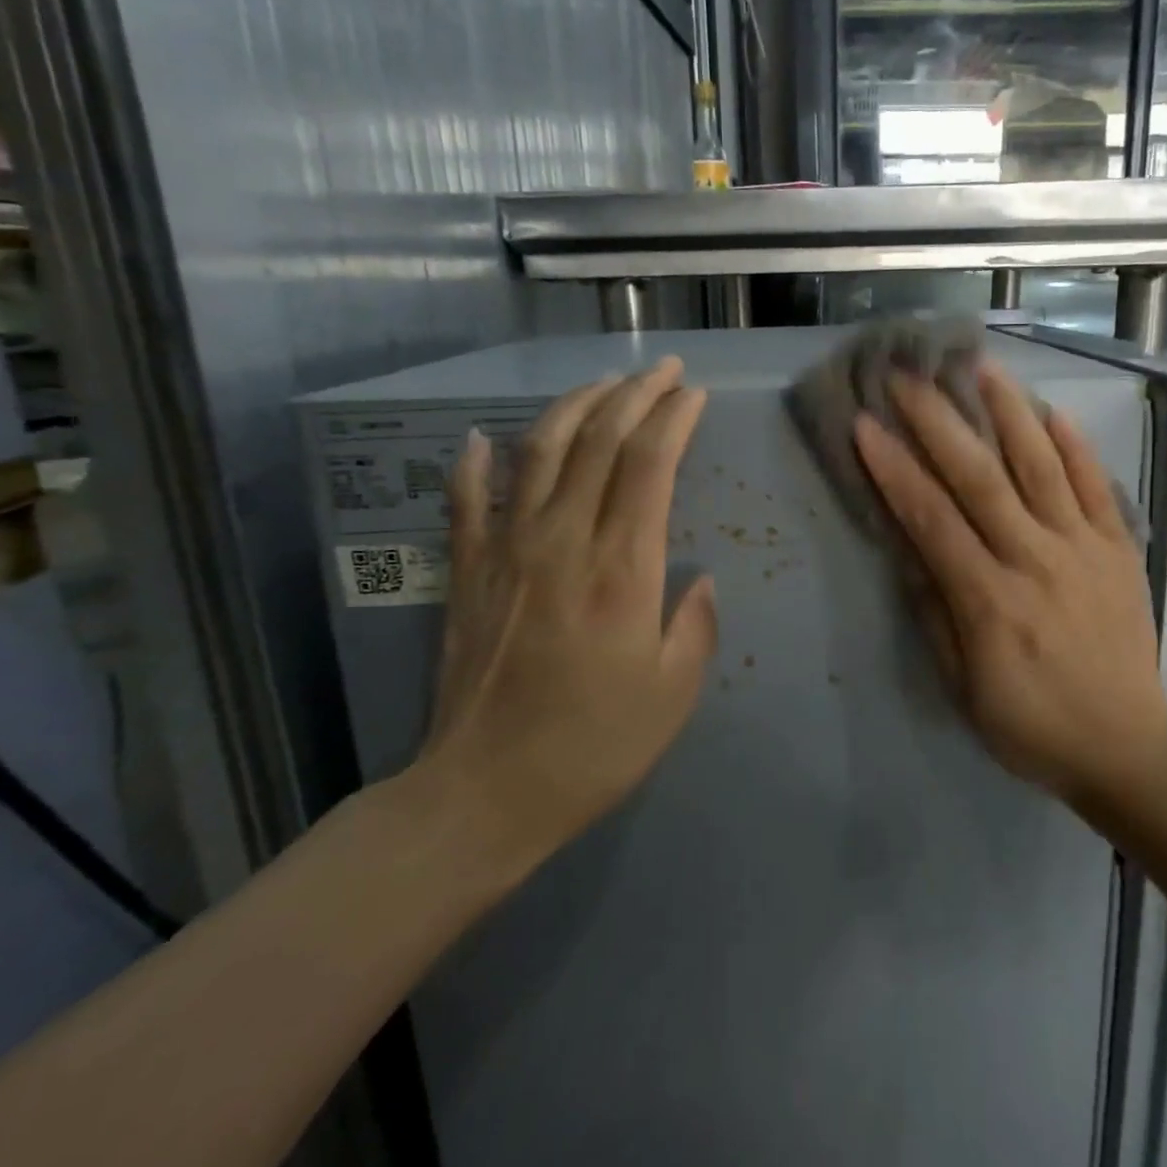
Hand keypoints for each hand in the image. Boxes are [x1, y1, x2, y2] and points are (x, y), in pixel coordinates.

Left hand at [412, 357, 716, 887]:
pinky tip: (484, 437)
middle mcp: (563, 542)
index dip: (674, 419)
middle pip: (599, 441)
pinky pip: (466, 500)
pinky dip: (475, 462)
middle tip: (664, 372)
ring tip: (603, 383)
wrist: (483, 794)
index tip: (694, 396)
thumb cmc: (593, 747)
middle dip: (636, 395)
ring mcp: (507, 551)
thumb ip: (696, 626)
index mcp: (622, 570)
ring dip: (574, 407)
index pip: (650, 464)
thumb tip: (700, 578)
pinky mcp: (467, 572)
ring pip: (539, 452)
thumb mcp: (673, 695)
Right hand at [852, 363, 1166, 803]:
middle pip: (980, 478)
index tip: (866, 424)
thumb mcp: (963, 688)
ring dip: (1008, 412)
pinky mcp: (1120, 549)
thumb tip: (908, 552)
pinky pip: (1096, 486)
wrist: (1128, 747)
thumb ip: (935, 615)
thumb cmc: (1031, 725)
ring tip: (980, 365)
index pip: (932, 518)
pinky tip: (1051, 410)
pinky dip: (1074, 446)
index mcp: (989, 601)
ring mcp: (1084, 549)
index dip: (895, 469)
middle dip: (938, 421)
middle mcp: (1036, 560)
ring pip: (1041, 466)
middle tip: (908, 376)